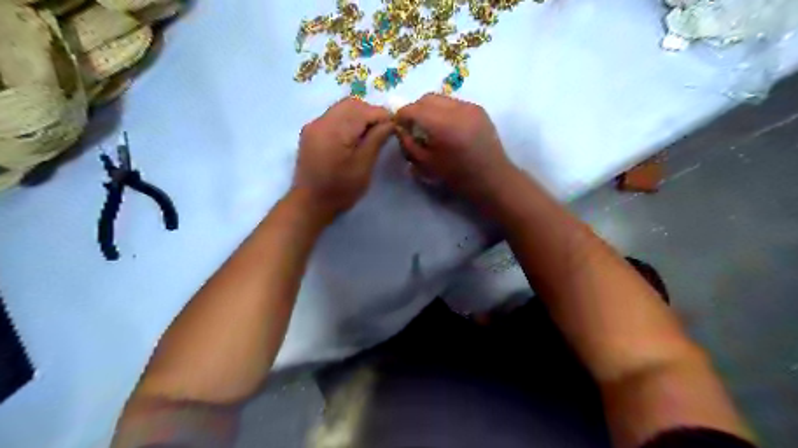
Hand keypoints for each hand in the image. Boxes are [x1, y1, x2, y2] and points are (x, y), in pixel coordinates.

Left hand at [293, 99, 391, 224]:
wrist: (310, 204)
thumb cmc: (340, 189)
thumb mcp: (363, 166)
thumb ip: (376, 140)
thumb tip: (390, 122)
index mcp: (334, 130)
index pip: (363, 110)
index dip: (382, 116)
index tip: (395, 127)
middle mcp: (321, 121)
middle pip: (351, 104)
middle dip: (371, 113)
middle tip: (383, 130)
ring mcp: (314, 126)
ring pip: (342, 109)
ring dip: (359, 116)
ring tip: (371, 134)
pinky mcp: (312, 133)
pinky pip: (333, 117)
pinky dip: (348, 121)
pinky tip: (355, 138)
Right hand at [394, 94, 516, 206]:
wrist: (492, 178)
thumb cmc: (458, 177)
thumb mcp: (426, 165)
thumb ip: (409, 144)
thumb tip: (400, 129)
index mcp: (443, 125)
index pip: (414, 109)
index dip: (401, 115)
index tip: (398, 125)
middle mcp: (457, 110)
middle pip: (427, 98)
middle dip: (416, 109)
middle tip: (412, 125)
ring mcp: (470, 107)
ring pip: (441, 98)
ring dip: (430, 109)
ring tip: (429, 126)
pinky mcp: (479, 109)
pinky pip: (454, 103)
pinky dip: (444, 111)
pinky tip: (446, 127)